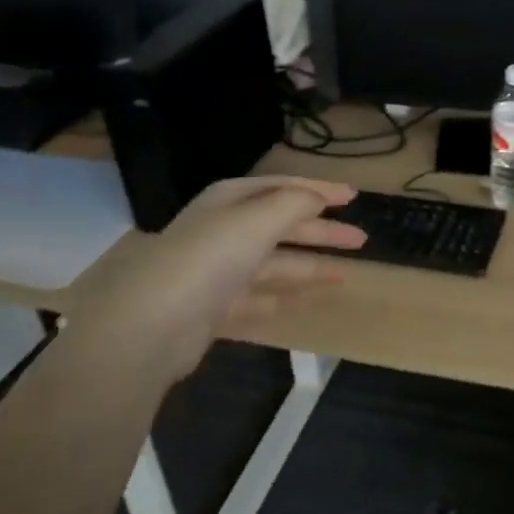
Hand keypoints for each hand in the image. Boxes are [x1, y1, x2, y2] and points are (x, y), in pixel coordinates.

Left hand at [76, 176, 364, 378]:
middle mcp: (223, 231)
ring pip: (274, 263)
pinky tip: (304, 301)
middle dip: (322, 230)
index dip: (320, 189)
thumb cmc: (210, 258)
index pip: (283, 187)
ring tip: (346, 274)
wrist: (151, 325)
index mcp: (230, 200)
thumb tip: (319, 197)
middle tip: (362, 239)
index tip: (354, 196)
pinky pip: (258, 297)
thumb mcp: (259, 218)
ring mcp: (217, 272)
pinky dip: (281, 297)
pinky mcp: (214, 309)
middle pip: (282, 225)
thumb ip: (296, 203)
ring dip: (309, 265)